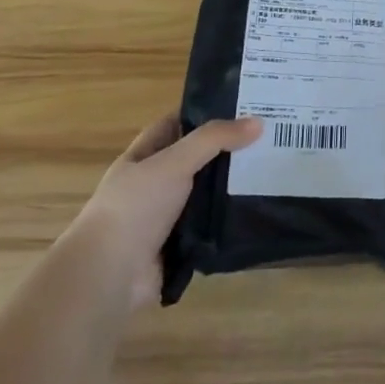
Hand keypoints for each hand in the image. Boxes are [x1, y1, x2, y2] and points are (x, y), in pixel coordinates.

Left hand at [77, 116, 261, 310]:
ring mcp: (167, 218)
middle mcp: (153, 185)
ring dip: (233, 187)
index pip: (175, 125)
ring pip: (207, 194)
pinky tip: (261, 209)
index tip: (242, 105)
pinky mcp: (181, 247)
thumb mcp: (173, 162)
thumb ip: (214, 139)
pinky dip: (231, 221)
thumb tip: (258, 122)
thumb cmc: (134, 208)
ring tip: (275, 171)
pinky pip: (212, 227)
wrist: (109, 277)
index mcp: (142, 159)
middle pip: (196, 160)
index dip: (204, 113)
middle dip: (227, 151)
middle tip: (270, 138)